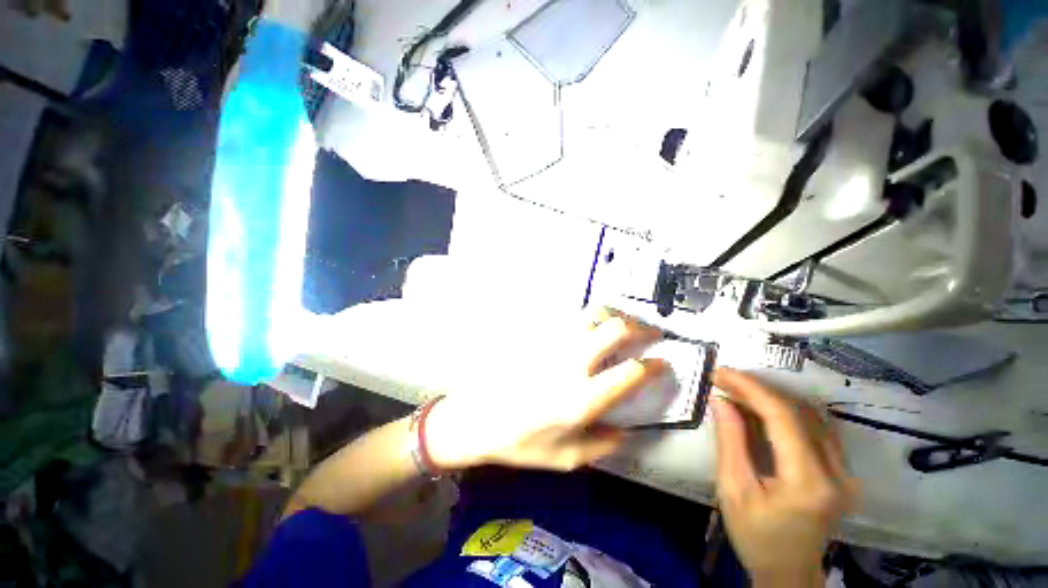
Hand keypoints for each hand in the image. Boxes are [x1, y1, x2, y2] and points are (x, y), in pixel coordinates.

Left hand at [425, 310, 667, 470]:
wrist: (477, 419)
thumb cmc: (521, 443)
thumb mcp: (565, 459)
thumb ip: (602, 445)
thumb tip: (626, 430)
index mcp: (582, 398)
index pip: (629, 373)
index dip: (653, 366)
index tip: (663, 363)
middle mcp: (571, 365)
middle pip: (613, 330)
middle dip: (639, 328)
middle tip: (650, 333)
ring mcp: (552, 347)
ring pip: (590, 317)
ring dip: (612, 319)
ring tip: (622, 326)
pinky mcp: (538, 339)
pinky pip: (567, 322)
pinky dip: (587, 321)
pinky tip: (590, 329)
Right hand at [710, 368, 856, 585]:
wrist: (789, 572)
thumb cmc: (756, 536)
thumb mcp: (733, 490)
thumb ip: (730, 441)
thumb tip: (721, 400)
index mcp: (809, 482)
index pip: (783, 418)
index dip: (751, 388)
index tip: (721, 372)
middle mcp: (837, 472)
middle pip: (799, 412)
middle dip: (758, 389)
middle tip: (724, 379)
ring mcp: (846, 472)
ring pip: (810, 415)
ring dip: (772, 398)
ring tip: (738, 390)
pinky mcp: (843, 471)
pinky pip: (815, 428)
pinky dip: (786, 411)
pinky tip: (762, 409)